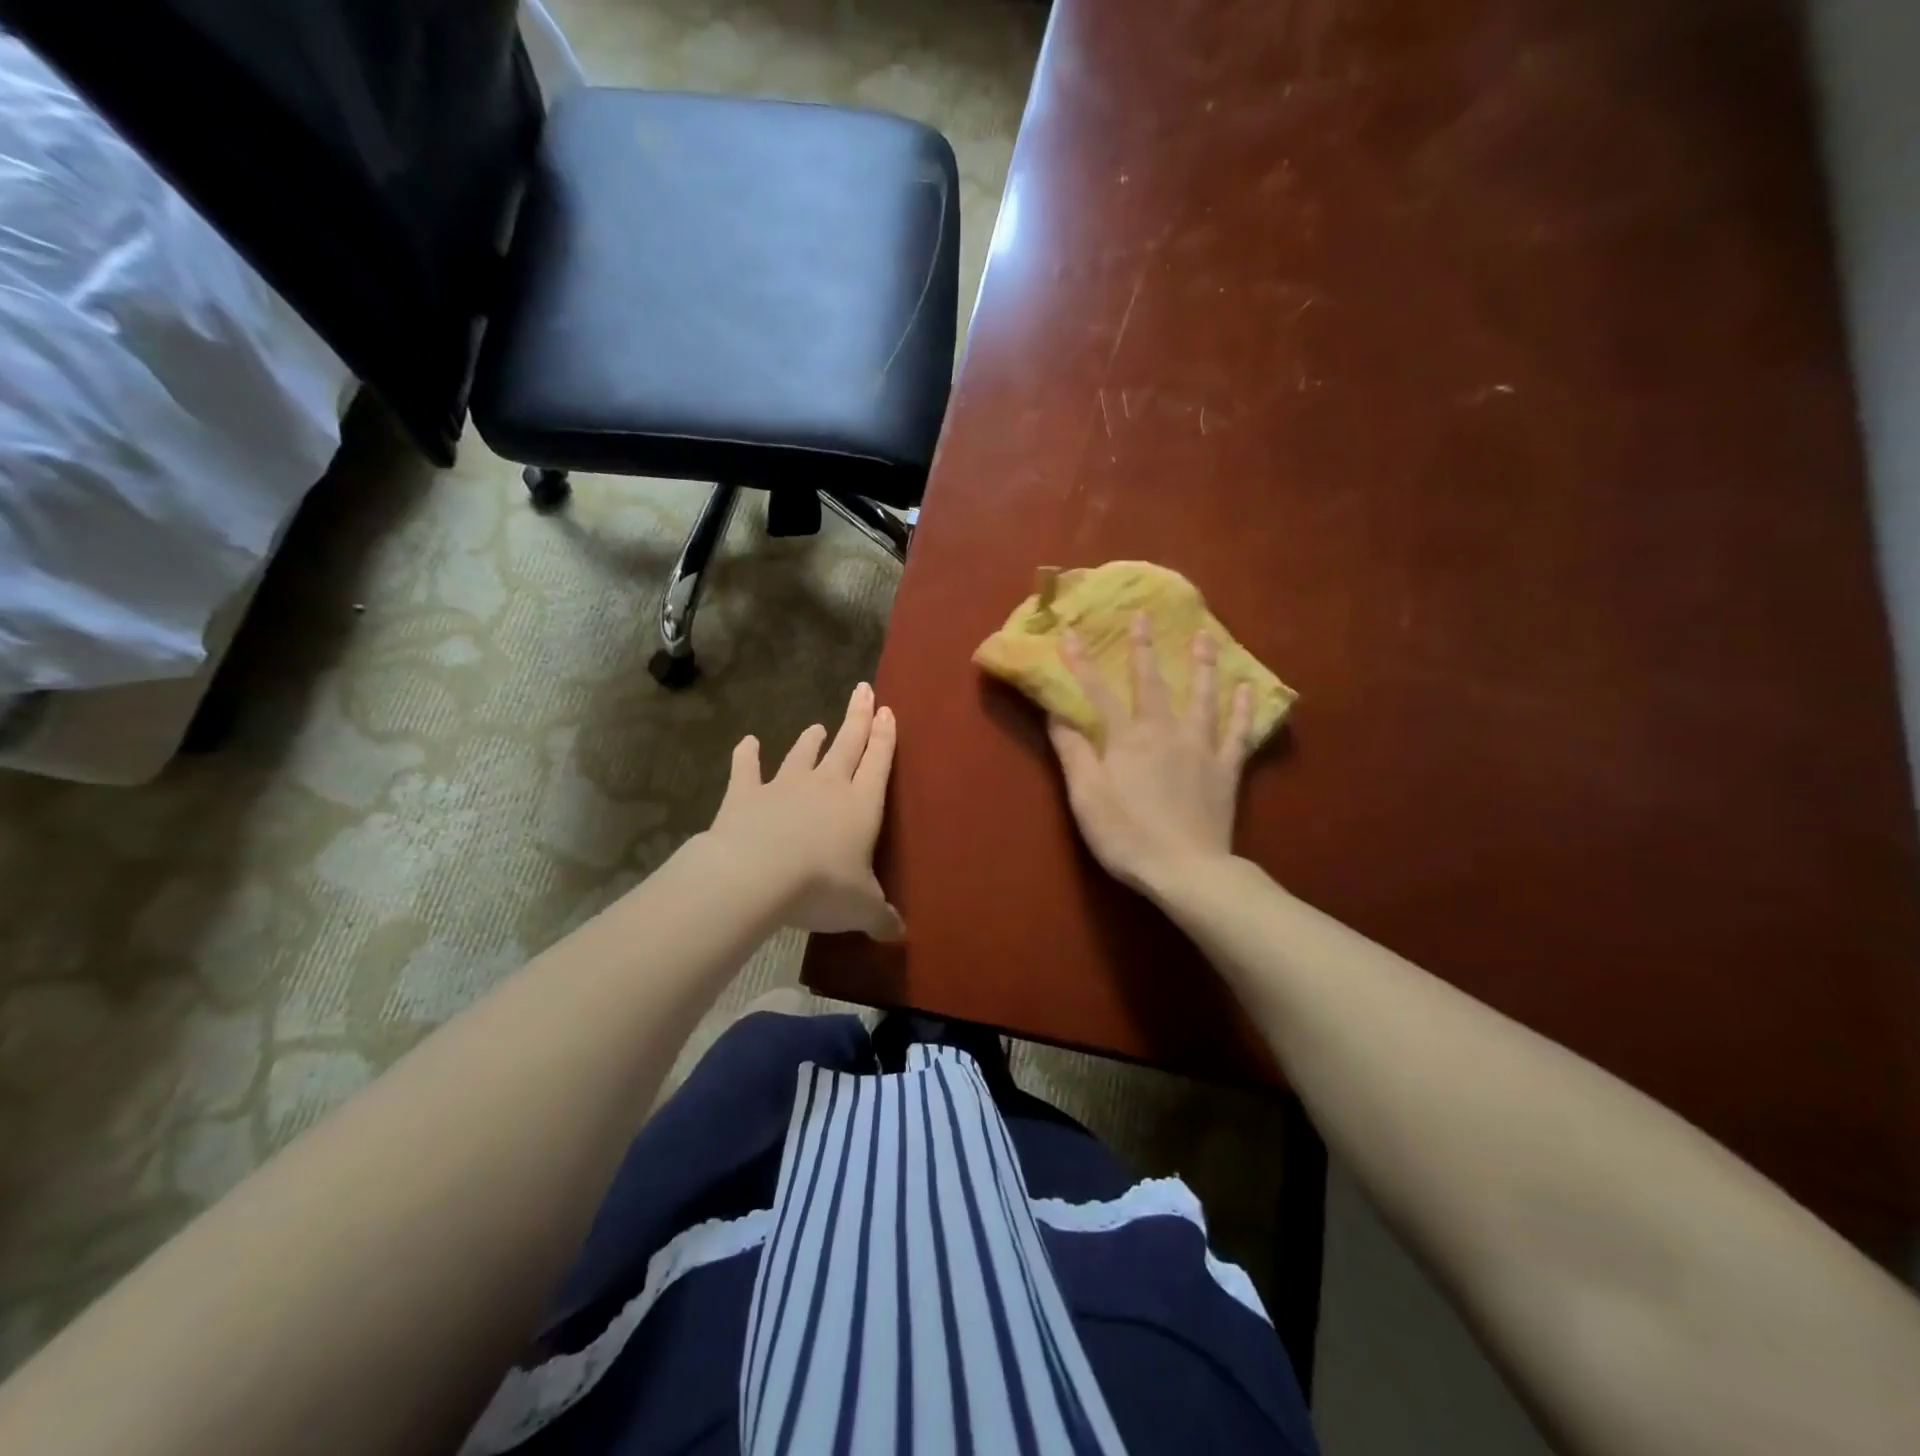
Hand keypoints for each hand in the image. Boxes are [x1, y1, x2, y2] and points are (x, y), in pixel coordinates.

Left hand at [707, 682, 904, 939]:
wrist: (757, 875)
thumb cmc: (822, 886)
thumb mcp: (861, 907)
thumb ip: (881, 916)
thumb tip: (899, 933)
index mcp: (860, 804)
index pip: (879, 762)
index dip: (885, 737)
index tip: (888, 711)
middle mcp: (827, 786)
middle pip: (848, 744)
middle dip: (858, 718)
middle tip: (864, 691)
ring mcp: (784, 786)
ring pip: (802, 754)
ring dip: (811, 739)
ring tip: (817, 727)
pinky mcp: (746, 794)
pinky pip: (746, 769)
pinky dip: (747, 755)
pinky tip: (747, 742)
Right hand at [1047, 614, 1254, 896]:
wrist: (1185, 870)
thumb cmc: (1126, 835)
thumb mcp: (1086, 796)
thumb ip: (1072, 751)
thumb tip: (1057, 712)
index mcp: (1126, 739)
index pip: (1097, 693)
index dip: (1081, 664)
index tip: (1069, 634)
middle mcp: (1165, 732)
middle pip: (1152, 683)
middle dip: (1144, 648)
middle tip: (1145, 615)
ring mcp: (1201, 748)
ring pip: (1202, 696)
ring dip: (1201, 664)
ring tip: (1205, 636)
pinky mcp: (1227, 769)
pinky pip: (1238, 732)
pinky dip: (1243, 709)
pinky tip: (1247, 688)